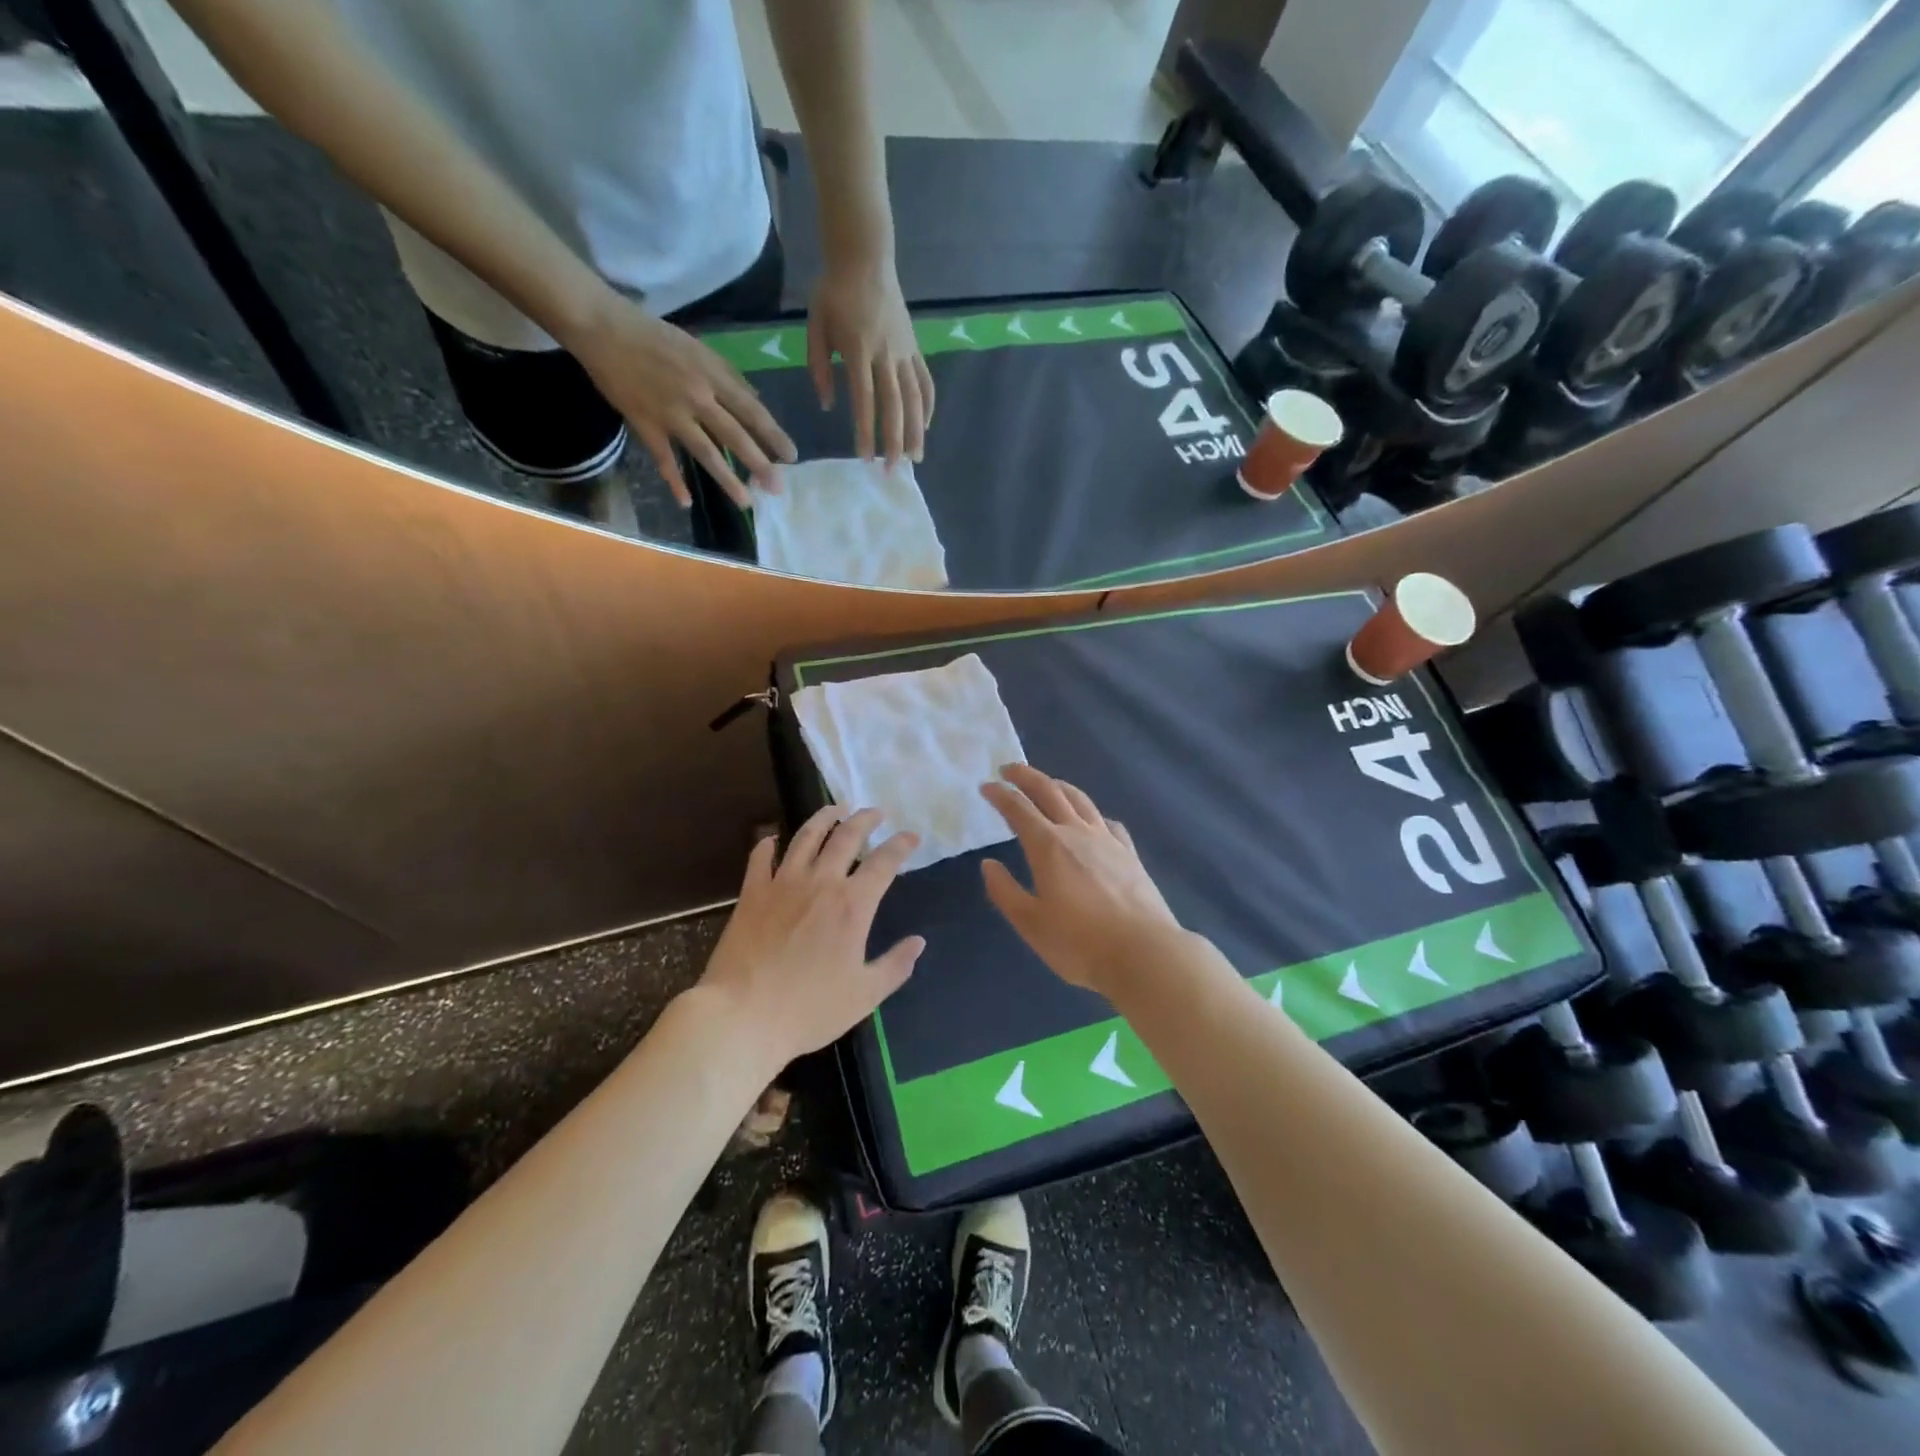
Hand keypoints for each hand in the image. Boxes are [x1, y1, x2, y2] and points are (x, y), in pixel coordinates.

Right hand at [566, 293, 795, 508]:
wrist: (603, 326)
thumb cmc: (654, 337)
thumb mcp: (699, 348)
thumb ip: (728, 375)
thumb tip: (756, 398)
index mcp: (712, 376)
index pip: (751, 410)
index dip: (773, 435)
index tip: (791, 456)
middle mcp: (697, 397)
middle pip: (734, 436)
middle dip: (759, 464)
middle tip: (777, 488)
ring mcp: (670, 413)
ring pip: (705, 452)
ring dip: (727, 479)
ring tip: (746, 501)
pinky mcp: (645, 424)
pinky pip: (663, 458)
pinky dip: (674, 480)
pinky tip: (686, 501)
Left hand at [699, 806, 922, 1066]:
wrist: (744, 1015)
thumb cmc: (810, 1009)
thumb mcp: (865, 994)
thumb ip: (896, 965)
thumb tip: (918, 942)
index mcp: (853, 905)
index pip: (884, 862)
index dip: (901, 845)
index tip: (911, 835)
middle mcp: (821, 883)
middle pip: (846, 837)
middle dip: (865, 819)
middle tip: (876, 812)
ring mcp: (783, 883)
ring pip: (806, 836)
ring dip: (824, 818)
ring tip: (835, 809)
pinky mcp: (752, 893)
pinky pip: (760, 857)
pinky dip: (768, 843)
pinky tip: (772, 838)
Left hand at [806, 258, 933, 462]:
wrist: (865, 255)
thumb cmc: (834, 291)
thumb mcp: (815, 326)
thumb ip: (819, 367)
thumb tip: (828, 405)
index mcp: (858, 350)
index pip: (864, 400)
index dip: (866, 431)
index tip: (865, 457)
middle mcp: (886, 355)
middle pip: (895, 406)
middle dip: (895, 441)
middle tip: (894, 470)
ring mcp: (904, 352)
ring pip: (915, 398)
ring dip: (917, 431)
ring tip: (916, 457)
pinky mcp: (915, 347)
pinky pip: (925, 381)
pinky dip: (928, 406)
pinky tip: (926, 426)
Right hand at [979, 765, 1183, 996]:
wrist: (1144, 953)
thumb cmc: (1080, 944)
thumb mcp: (1031, 923)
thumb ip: (1005, 891)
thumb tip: (988, 864)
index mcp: (1048, 846)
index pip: (1018, 809)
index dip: (1000, 795)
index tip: (986, 786)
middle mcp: (1077, 833)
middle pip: (1050, 791)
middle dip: (1026, 776)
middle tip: (1009, 769)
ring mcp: (1107, 841)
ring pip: (1080, 800)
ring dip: (1059, 786)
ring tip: (1048, 784)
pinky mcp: (1129, 854)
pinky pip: (1107, 822)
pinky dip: (1092, 814)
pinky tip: (1093, 822)